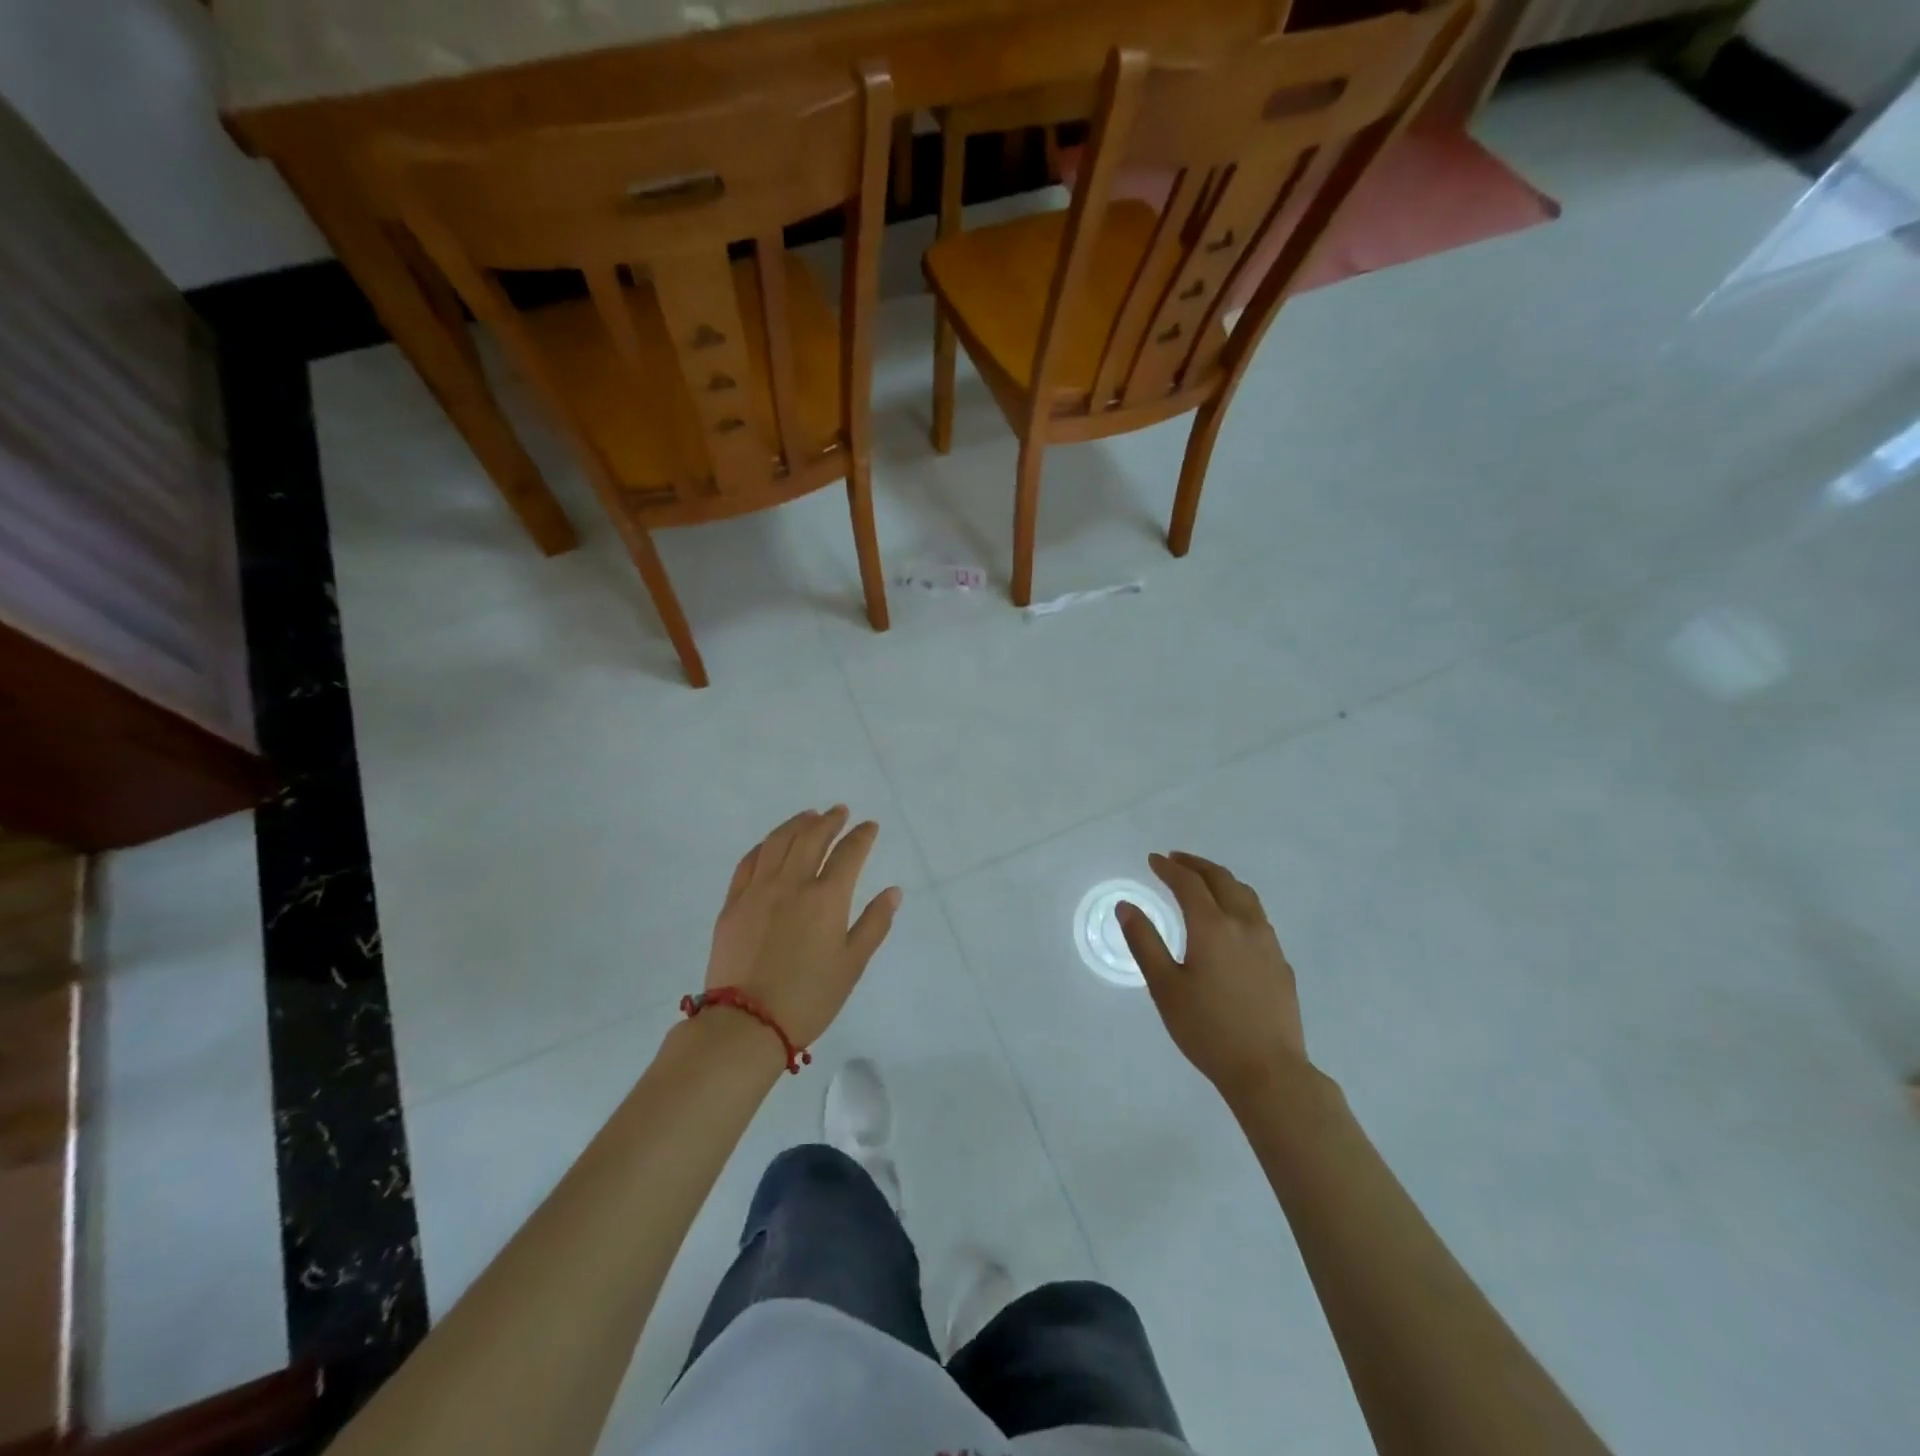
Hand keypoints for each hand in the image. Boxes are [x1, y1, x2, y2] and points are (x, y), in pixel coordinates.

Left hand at [705, 807, 901, 1048]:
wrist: (746, 1024)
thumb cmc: (809, 998)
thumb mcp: (852, 965)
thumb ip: (874, 924)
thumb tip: (892, 892)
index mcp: (826, 898)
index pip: (849, 853)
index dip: (861, 836)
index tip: (869, 826)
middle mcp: (792, 884)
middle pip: (811, 838)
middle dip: (829, 821)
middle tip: (839, 811)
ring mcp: (757, 891)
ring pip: (777, 842)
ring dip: (796, 824)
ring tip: (808, 816)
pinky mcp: (733, 904)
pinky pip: (748, 862)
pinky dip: (764, 846)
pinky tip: (771, 844)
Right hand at [1117, 852, 1306, 1103]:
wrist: (1269, 1071)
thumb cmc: (1207, 1029)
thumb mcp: (1164, 987)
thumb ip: (1144, 942)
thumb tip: (1126, 906)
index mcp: (1212, 926)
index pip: (1188, 883)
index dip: (1169, 868)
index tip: (1152, 859)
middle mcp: (1243, 924)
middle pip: (1221, 880)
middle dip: (1196, 865)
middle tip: (1176, 859)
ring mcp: (1268, 942)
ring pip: (1245, 895)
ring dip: (1221, 879)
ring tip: (1204, 880)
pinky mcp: (1280, 962)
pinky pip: (1257, 917)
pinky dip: (1238, 902)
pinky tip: (1231, 921)